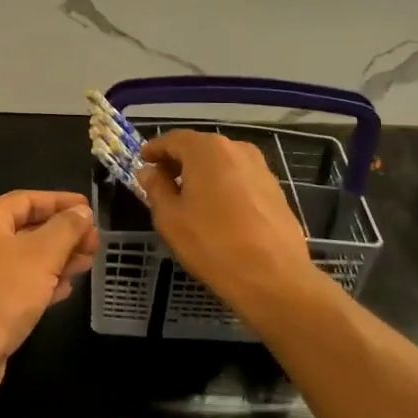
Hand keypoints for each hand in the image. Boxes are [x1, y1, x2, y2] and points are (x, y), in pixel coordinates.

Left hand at [0, 190, 97, 406]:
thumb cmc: (0, 292)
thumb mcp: (41, 254)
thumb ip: (66, 228)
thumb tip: (81, 211)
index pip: (28, 199)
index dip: (61, 202)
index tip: (91, 210)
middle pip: (27, 228)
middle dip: (63, 234)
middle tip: (95, 243)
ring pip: (24, 259)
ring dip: (57, 259)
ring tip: (87, 265)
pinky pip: (17, 285)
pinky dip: (42, 283)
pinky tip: (65, 290)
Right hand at [138, 131, 321, 313]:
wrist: (274, 277)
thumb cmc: (213, 244)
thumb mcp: (170, 218)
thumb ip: (156, 188)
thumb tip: (150, 171)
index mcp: (207, 149)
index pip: (173, 139)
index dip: (155, 150)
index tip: (143, 161)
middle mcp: (236, 149)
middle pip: (199, 148)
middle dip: (179, 162)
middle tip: (162, 182)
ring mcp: (260, 168)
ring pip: (222, 163)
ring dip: (202, 174)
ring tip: (189, 198)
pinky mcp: (275, 189)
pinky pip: (240, 178)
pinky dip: (223, 185)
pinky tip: (218, 210)